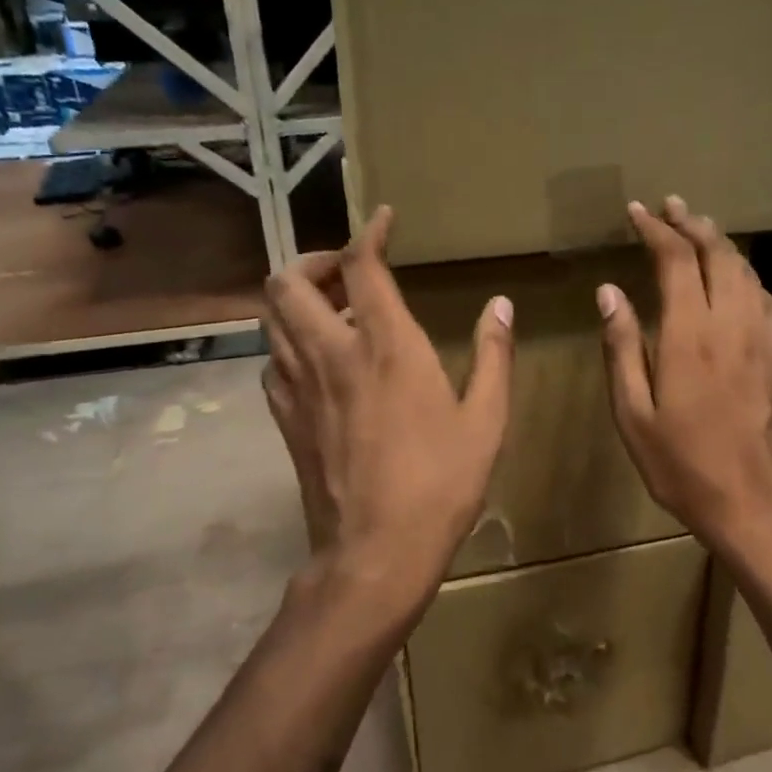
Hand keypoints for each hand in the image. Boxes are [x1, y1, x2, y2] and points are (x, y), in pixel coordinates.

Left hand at [261, 207, 513, 618]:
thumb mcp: (486, 420)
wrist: (376, 551)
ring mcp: (299, 386)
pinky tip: (318, 364)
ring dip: (296, 300)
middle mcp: (332, 352)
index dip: (370, 233)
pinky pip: (272, 362)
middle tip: (345, 271)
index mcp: (387, 346)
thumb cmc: (441, 483)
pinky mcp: (285, 418)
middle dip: (312, 261)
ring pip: (271, 318)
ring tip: (333, 311)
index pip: (362, 266)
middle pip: (289, 281)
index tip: (384, 221)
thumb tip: (500, 306)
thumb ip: (493, 355)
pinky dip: (289, 346)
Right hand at [598, 197, 771, 559]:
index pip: (675, 259)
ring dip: (721, 243)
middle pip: (718, 254)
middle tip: (670, 206)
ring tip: (700, 229)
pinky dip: (745, 275)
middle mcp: (732, 324)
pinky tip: (736, 280)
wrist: (756, 504)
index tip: (637, 212)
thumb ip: (622, 348)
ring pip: (746, 271)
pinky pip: (765, 298)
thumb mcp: (634, 415)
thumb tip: (609, 293)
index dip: (656, 229)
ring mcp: (765, 338)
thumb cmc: (683, 466)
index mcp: (690, 335)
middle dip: (692, 223)